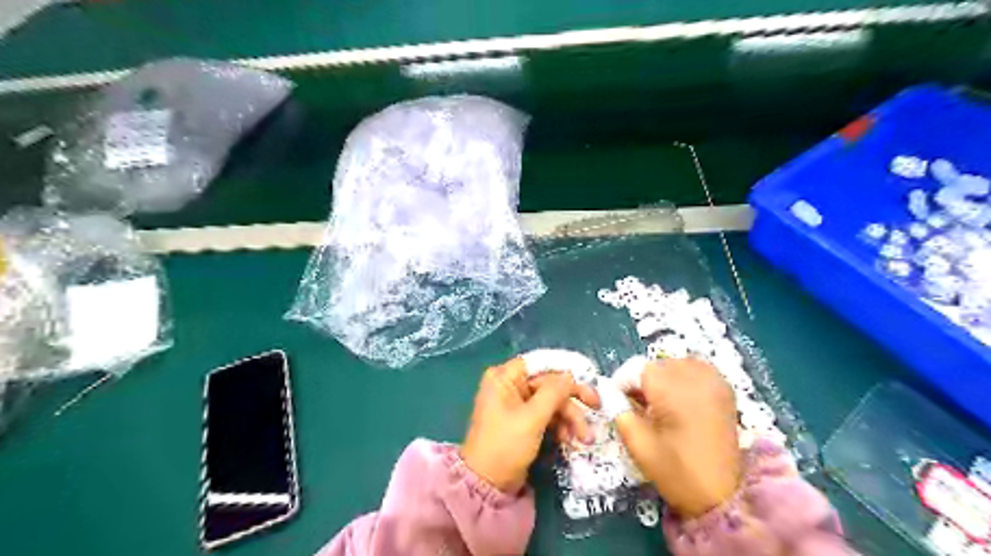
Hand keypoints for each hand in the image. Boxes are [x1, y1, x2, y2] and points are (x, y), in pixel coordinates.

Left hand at [461, 358, 600, 491]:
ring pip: (551, 401)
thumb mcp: (532, 418)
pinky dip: (560, 425)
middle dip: (571, 400)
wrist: (487, 485)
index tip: (589, 377)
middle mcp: (509, 385)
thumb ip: (553, 393)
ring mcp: (516, 403)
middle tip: (596, 406)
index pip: (540, 363)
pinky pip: (546, 415)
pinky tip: (569, 440)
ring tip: (584, 437)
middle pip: (548, 383)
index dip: (564, 369)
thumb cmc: (505, 445)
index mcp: (504, 377)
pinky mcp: (523, 420)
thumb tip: (570, 374)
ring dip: (569, 417)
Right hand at [618, 359, 738, 517]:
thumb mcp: (637, 443)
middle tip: (638, 405)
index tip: (617, 400)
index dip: (623, 382)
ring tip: (660, 401)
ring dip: (664, 376)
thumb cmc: (674, 472)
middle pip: (657, 364)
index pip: (637, 368)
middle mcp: (695, 379)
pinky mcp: (725, 391)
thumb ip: (618, 409)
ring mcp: (714, 382)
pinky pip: (698, 369)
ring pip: (677, 363)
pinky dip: (685, 376)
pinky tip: (681, 397)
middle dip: (643, 380)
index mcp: (672, 391)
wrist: (720, 497)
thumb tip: (608, 390)